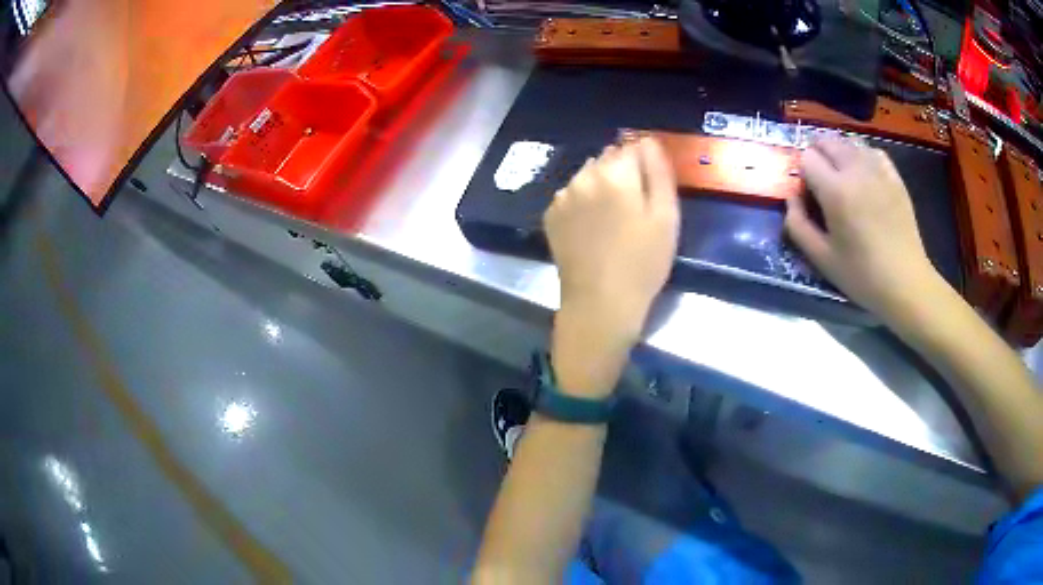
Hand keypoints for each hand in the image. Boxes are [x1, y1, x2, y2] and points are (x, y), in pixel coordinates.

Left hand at [545, 137, 679, 341]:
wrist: (600, 303)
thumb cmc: (643, 262)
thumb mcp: (666, 216)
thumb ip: (658, 171)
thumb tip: (648, 141)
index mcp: (615, 173)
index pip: (632, 147)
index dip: (645, 164)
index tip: (651, 188)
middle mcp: (583, 176)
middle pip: (608, 158)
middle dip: (622, 173)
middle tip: (635, 208)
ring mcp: (563, 195)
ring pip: (588, 175)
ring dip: (601, 185)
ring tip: (612, 219)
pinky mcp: (551, 215)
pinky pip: (572, 195)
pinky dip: (583, 202)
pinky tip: (592, 228)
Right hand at [786, 138, 944, 320]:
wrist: (906, 283)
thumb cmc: (862, 275)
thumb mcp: (821, 258)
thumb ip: (797, 225)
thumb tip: (791, 198)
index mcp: (836, 190)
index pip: (806, 158)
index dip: (802, 174)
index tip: (808, 196)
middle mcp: (856, 170)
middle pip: (826, 142)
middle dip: (817, 156)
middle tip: (821, 184)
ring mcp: (878, 170)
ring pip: (848, 143)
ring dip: (839, 154)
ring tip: (842, 178)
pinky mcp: (894, 177)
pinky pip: (872, 151)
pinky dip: (862, 156)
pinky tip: (863, 176)